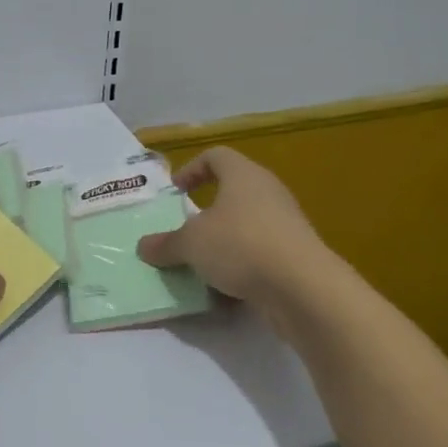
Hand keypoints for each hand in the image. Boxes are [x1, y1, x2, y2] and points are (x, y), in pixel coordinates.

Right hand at [136, 147, 332, 331]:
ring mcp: (286, 224)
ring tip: (202, 265)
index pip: (216, 156)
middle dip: (206, 213)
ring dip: (223, 243)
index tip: (175, 192)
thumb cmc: (241, 246)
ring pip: (246, 225)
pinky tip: (226, 290)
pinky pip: (261, 254)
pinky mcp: (297, 255)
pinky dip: (242, 267)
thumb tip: (144, 246)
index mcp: (243, 175)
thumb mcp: (190, 244)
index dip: (192, 170)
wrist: (303, 288)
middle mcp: (268, 192)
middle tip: (185, 231)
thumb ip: (165, 244)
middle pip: (233, 192)